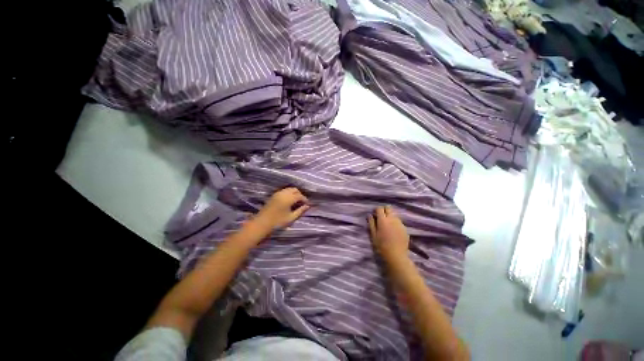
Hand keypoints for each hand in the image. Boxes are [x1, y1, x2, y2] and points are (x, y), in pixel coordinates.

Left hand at [253, 187, 309, 232]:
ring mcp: (277, 193)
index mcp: (288, 199)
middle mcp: (283, 193)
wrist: (262, 223)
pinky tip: (289, 201)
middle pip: (295, 190)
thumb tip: (307, 206)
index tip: (307, 204)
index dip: (304, 199)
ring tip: (296, 202)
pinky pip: (284, 191)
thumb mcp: (291, 218)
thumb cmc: (278, 222)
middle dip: (299, 194)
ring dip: (294, 193)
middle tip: (301, 202)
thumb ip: (300, 211)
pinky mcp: (273, 195)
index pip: (300, 196)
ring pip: (289, 189)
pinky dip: (288, 193)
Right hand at [368, 205, 409, 262]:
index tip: (375, 215)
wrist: (396, 256)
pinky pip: (399, 222)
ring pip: (394, 214)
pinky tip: (394, 231)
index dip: (377, 210)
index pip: (380, 208)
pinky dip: (395, 223)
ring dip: (390, 216)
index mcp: (383, 220)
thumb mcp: (373, 235)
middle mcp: (392, 219)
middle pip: (389, 208)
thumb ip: (371, 223)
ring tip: (388, 225)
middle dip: (384, 210)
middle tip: (381, 218)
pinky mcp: (405, 228)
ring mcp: (400, 223)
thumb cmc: (381, 246)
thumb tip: (370, 215)